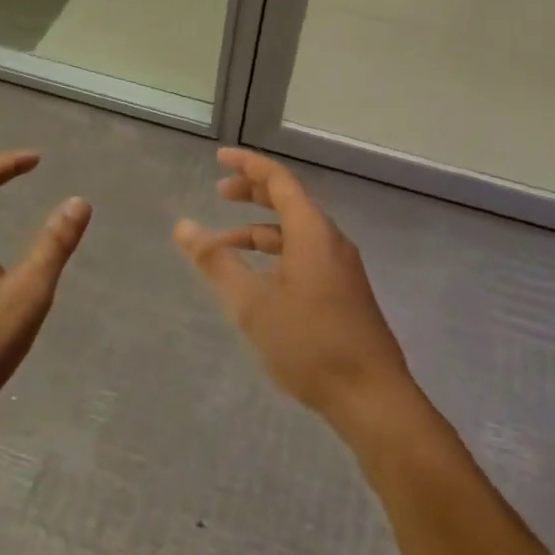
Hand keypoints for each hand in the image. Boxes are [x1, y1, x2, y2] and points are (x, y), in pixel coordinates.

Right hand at [174, 149, 415, 436]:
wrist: (371, 397)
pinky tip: (259, 279)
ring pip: (296, 232)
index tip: (220, 158)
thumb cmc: (309, 344)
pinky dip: (277, 253)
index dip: (248, 165)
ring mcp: (341, 267)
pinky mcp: (344, 291)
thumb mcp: (252, 303)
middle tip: (219, 192)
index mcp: (312, 232)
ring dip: (261, 229)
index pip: (279, 180)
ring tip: (225, 245)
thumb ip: (216, 262)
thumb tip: (183, 226)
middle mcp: (330, 241)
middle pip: (289, 201)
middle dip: (253, 193)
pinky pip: (306, 254)